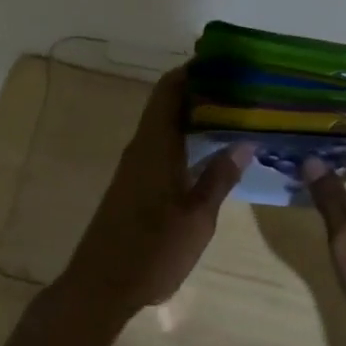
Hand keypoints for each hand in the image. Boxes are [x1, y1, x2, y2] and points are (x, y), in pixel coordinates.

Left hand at [61, 68, 251, 313]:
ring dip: (193, 114)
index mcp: (155, 146)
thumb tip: (244, 142)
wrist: (101, 286)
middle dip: (200, 90)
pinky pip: (162, 145)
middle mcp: (142, 148)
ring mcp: (135, 167)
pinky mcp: (134, 185)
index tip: (223, 60)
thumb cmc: (153, 250)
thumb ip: (219, 177)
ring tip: (233, 112)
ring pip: (165, 125)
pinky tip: (209, 150)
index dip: (193, 70)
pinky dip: (185, 137)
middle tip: (240, 87)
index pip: (170, 90)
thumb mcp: (198, 217)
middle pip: (167, 103)